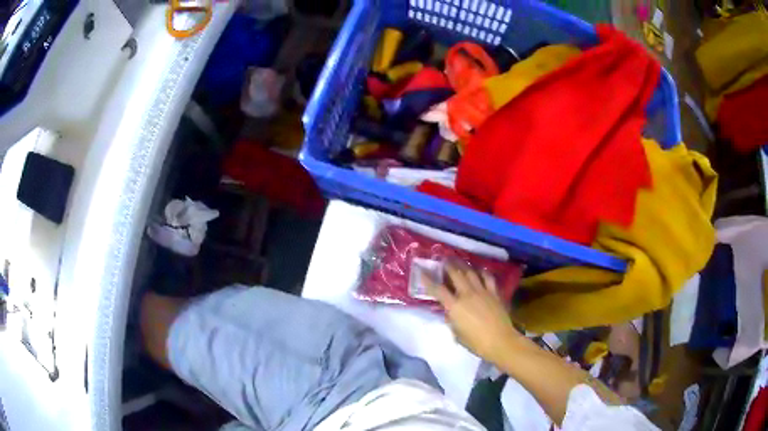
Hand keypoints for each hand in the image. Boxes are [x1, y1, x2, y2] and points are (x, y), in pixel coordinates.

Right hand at [424, 264, 521, 363]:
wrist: (500, 341)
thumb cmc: (476, 342)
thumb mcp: (457, 334)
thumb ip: (452, 320)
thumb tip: (450, 313)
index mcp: (454, 306)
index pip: (438, 290)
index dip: (428, 280)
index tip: (422, 271)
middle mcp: (467, 294)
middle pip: (455, 275)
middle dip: (448, 266)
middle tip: (443, 260)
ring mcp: (482, 292)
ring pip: (471, 273)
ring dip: (463, 266)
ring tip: (459, 262)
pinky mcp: (494, 293)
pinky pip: (488, 278)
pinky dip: (482, 272)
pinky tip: (480, 270)